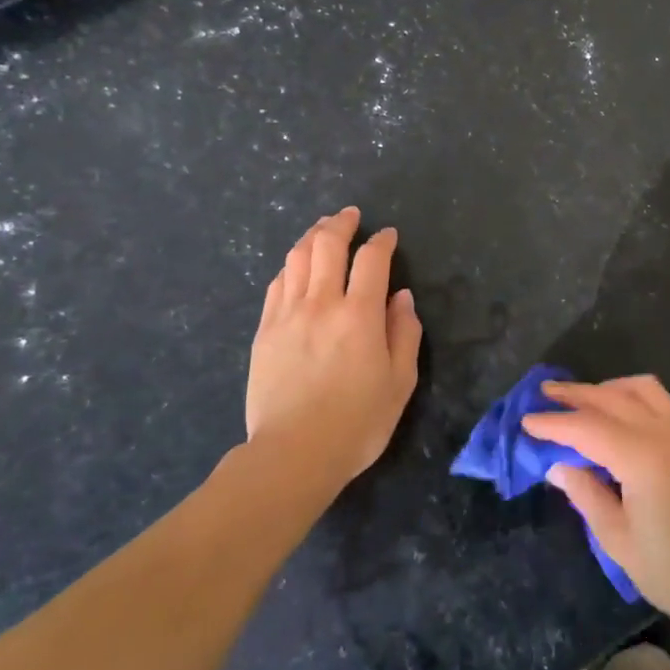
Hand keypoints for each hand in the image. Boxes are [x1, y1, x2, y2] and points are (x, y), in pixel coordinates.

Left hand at [246, 207, 421, 487]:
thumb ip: (405, 333)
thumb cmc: (358, 422)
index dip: (382, 241)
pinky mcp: (265, 331)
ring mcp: (288, 315)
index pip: (372, 259)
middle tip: (350, 216)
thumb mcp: (400, 382)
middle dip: (341, 223)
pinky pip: (277, 284)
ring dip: (313, 237)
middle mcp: (322, 303)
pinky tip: (297, 266)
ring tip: (322, 229)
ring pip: (297, 258)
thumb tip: (402, 297)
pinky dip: (291, 266)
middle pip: (328, 245)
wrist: (294, 454)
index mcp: (360, 315)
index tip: (388, 235)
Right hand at [524, 376, 669, 632]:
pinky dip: (633, 397)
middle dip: (576, 394)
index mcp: (642, 456)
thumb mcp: (620, 541)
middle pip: (611, 398)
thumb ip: (587, 495)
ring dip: (608, 388)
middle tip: (544, 393)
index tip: (526, 421)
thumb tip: (559, 466)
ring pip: (641, 389)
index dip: (553, 423)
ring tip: (583, 399)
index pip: (586, 427)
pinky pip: (661, 401)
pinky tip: (620, 416)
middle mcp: (665, 432)